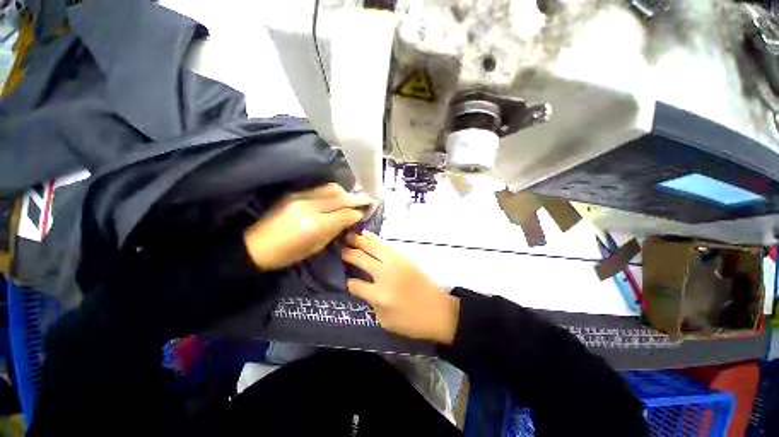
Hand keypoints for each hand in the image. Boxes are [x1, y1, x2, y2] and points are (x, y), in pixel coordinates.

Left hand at [244, 183, 371, 269]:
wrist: (255, 246)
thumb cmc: (287, 254)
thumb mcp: (315, 247)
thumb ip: (334, 231)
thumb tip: (349, 220)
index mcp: (315, 225)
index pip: (345, 214)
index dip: (357, 213)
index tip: (364, 213)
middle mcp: (309, 207)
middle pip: (340, 197)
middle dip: (357, 198)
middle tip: (368, 199)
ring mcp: (300, 197)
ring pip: (331, 188)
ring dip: (345, 192)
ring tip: (352, 197)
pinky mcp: (293, 193)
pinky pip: (319, 188)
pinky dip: (332, 191)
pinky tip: (337, 196)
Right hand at [342, 231, 459, 344]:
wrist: (440, 311)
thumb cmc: (412, 321)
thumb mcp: (385, 320)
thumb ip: (371, 302)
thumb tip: (362, 287)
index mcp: (379, 294)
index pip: (354, 284)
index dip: (347, 281)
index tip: (344, 277)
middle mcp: (385, 274)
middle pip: (361, 258)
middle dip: (348, 252)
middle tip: (337, 245)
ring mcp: (396, 263)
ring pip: (373, 247)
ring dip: (359, 240)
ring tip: (348, 235)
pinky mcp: (404, 258)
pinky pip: (385, 246)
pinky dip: (374, 240)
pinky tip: (367, 236)